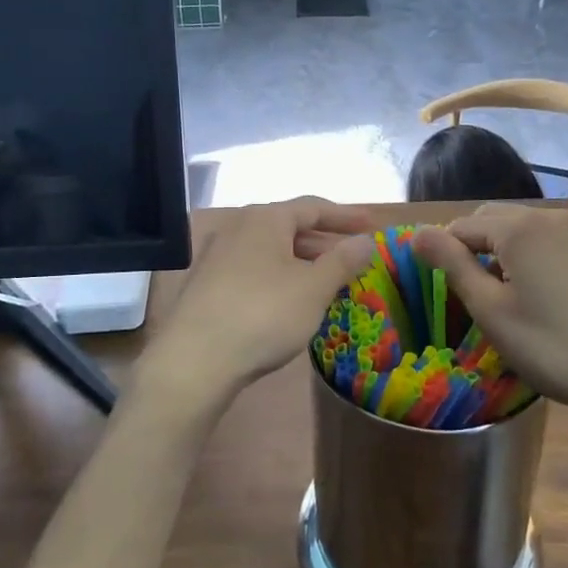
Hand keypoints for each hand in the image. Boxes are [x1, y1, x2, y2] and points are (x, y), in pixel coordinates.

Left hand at [142, 199, 375, 411]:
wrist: (194, 360)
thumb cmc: (263, 314)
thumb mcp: (313, 288)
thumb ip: (342, 260)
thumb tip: (366, 240)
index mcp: (265, 218)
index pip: (313, 206)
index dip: (346, 216)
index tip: (372, 226)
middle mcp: (238, 228)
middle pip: (290, 227)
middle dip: (324, 242)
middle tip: (354, 258)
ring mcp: (218, 256)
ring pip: (271, 251)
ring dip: (302, 262)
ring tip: (328, 281)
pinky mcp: (207, 285)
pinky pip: (254, 270)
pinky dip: (279, 277)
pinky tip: (291, 301)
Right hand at [413, 205, 567, 422]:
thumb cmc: (556, 346)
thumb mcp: (492, 312)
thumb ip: (452, 265)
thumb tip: (417, 231)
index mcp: (518, 228)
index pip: (461, 226)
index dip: (445, 256)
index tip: (448, 294)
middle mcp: (549, 216)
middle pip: (494, 220)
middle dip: (475, 248)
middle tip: (476, 298)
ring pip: (524, 229)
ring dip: (505, 252)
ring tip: (510, 299)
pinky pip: (553, 240)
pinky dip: (536, 257)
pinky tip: (546, 296)